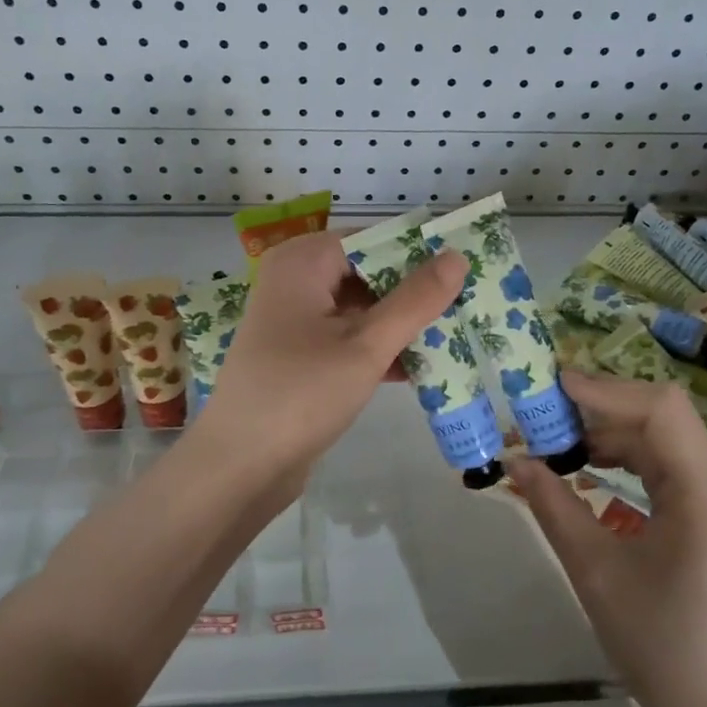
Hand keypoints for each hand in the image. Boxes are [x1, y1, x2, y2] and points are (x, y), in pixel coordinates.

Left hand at [197, 229, 467, 491]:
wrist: (239, 466)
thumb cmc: (301, 395)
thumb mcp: (366, 346)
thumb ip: (414, 301)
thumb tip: (457, 257)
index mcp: (303, 261)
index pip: (374, 240)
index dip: (419, 253)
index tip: (466, 271)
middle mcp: (295, 280)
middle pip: (367, 272)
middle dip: (414, 293)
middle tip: (467, 307)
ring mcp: (294, 319)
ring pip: (360, 308)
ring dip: (401, 325)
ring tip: (455, 338)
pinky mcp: (299, 353)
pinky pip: (347, 337)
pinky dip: (378, 349)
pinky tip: (419, 370)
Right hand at [503, 370, 706, 706]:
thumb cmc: (662, 647)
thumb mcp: (596, 572)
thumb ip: (554, 506)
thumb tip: (515, 461)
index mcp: (705, 494)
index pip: (659, 410)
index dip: (604, 390)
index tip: (551, 387)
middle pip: (662, 419)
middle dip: (600, 409)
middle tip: (544, 412)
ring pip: (666, 441)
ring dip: (612, 434)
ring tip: (558, 439)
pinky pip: (672, 469)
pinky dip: (630, 460)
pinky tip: (592, 468)